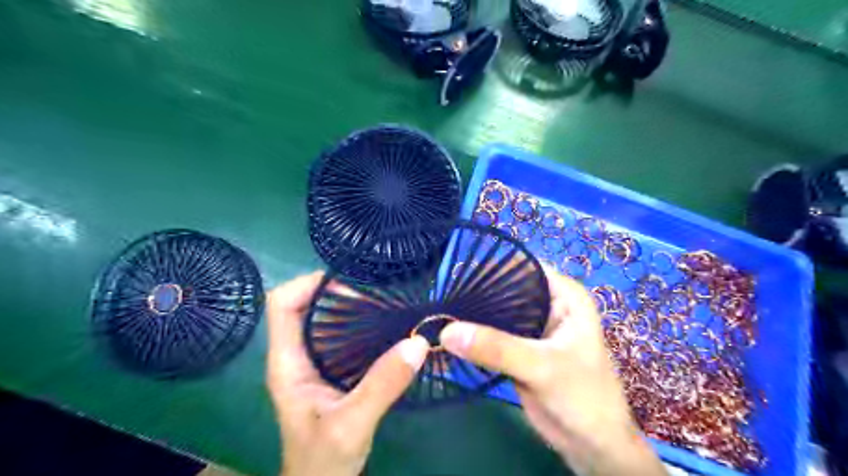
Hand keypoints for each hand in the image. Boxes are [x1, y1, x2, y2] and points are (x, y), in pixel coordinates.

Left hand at [265, 271, 431, 475]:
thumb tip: (418, 342)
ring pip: (323, 319)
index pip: (282, 305)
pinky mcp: (330, 371)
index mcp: (287, 363)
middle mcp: (296, 356)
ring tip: (382, 302)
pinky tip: (384, 327)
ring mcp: (312, 363)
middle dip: (335, 292)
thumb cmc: (323, 462)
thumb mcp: (352, 426)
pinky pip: (341, 336)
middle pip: (304, 305)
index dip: (308, 284)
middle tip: (374, 291)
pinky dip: (359, 324)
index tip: (348, 283)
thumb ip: (381, 386)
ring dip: (349, 306)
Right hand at [442, 267, 665, 475]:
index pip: (522, 268)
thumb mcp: (541, 367)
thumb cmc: (583, 398)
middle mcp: (547, 304)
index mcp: (563, 295)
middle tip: (442, 297)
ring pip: (497, 312)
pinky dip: (474, 335)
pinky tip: (450, 333)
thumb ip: (496, 347)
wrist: (591, 445)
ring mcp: (531, 327)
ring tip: (440, 312)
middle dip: (477, 292)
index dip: (491, 268)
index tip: (456, 276)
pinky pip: (492, 334)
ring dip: (472, 315)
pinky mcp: (518, 347)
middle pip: (506, 289)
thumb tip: (446, 331)